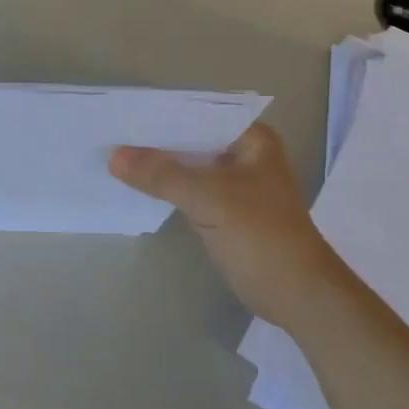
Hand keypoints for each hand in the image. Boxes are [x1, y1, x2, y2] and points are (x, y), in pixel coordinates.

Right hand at [110, 125, 345, 330]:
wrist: (297, 296)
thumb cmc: (261, 236)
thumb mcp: (209, 198)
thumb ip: (161, 174)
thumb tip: (114, 156)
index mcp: (252, 139)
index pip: (200, 114)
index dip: (163, 113)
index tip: (123, 112)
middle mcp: (244, 154)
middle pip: (192, 139)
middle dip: (156, 140)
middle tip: (111, 133)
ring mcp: (235, 184)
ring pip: (189, 166)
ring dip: (159, 165)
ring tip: (114, 154)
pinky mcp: (225, 211)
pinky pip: (189, 190)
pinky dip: (167, 188)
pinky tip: (136, 185)